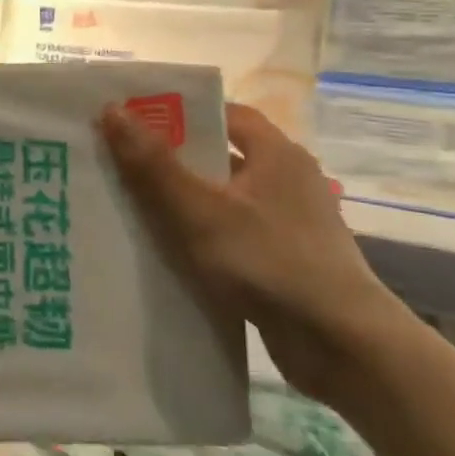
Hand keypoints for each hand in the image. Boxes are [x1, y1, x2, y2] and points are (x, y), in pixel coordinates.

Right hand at [99, 102, 410, 406]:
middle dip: (175, 161)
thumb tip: (112, 110)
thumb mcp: (200, 210)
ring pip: (227, 200)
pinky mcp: (290, 261)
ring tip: (135, 210)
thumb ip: (155, 165)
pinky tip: (172, 255)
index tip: (137, 123)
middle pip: (223, 157)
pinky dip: (206, 239)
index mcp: (277, 154)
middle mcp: (290, 180)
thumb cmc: (269, 261)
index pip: (226, 114)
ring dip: (188, 204)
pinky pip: (236, 236)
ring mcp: (293, 223)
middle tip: (123, 165)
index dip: (181, 114)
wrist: (342, 345)